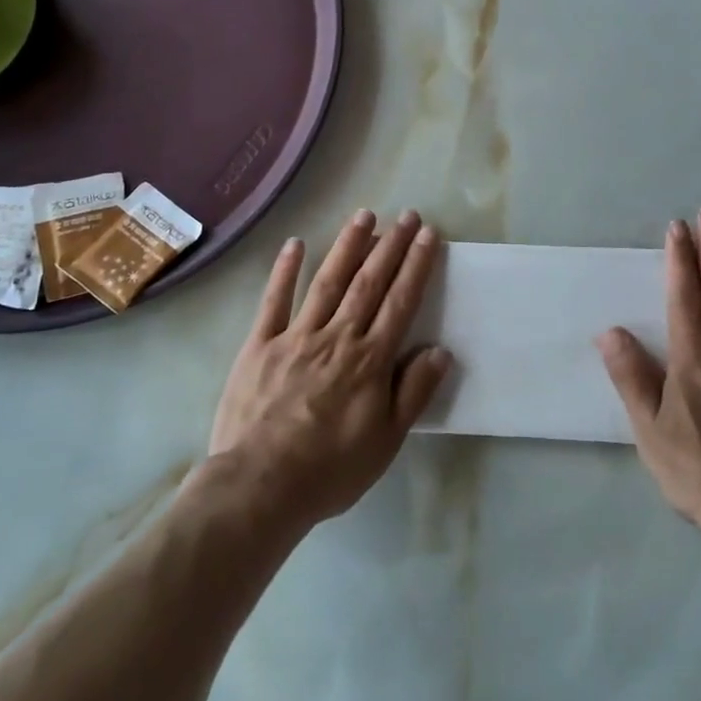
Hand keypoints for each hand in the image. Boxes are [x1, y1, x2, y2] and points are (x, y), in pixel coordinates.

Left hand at [209, 209, 450, 526]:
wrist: (261, 486)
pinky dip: (284, 271)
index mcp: (369, 360)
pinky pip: (274, 302)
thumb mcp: (386, 440)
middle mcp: (337, 337)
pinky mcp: (260, 345)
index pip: (400, 302)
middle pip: (369, 282)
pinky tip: (294, 244)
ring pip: (327, 282)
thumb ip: (414, 391)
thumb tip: (440, 350)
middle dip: (390, 246)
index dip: (416, 266)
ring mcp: (296, 336)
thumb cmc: (330, 468)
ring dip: (347, 246)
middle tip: (406, 214)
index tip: (428, 235)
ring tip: (364, 216)